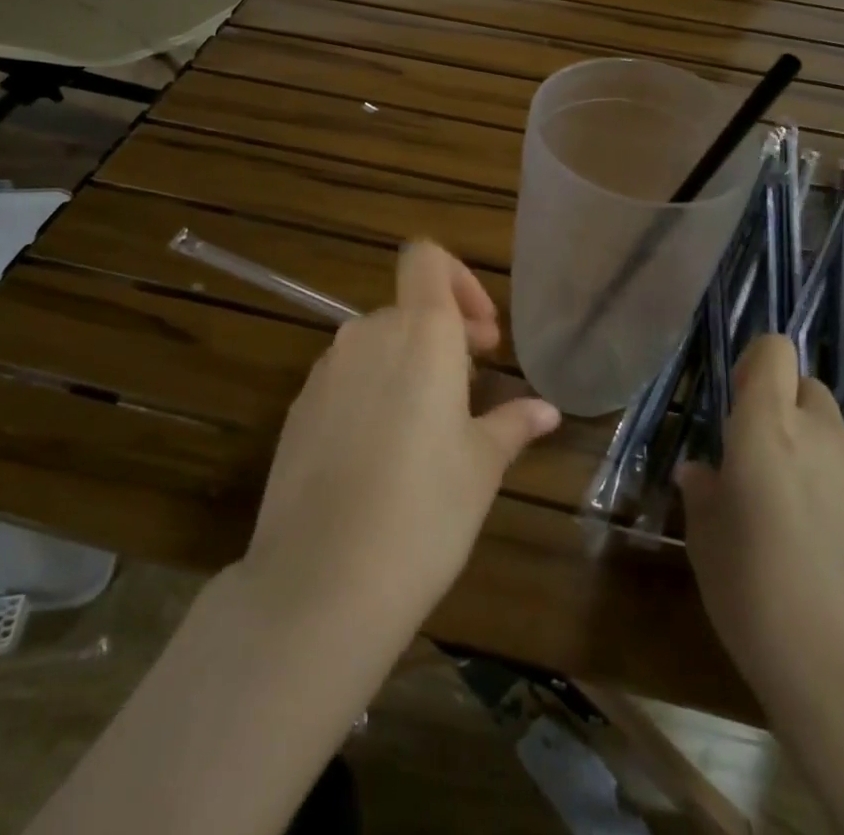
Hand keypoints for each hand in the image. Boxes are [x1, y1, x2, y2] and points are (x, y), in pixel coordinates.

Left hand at [241, 241, 560, 637]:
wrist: (320, 583)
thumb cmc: (424, 512)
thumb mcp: (481, 467)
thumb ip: (512, 424)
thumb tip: (545, 410)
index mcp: (420, 333)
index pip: (426, 258)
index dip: (458, 279)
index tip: (482, 335)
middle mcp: (367, 335)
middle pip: (407, 309)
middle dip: (444, 336)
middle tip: (471, 388)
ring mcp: (326, 372)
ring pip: (376, 345)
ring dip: (407, 366)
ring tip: (430, 428)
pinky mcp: (298, 409)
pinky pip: (345, 380)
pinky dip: (371, 394)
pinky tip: (381, 457)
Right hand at [677, 333, 843, 728]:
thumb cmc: (757, 593)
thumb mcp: (706, 541)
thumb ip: (704, 492)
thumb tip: (702, 471)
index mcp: (768, 427)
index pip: (774, 350)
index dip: (755, 361)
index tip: (736, 397)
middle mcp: (820, 436)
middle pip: (807, 386)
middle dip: (783, 404)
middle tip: (755, 453)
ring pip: (833, 434)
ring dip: (808, 449)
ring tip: (784, 507)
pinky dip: (832, 491)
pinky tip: (818, 547)